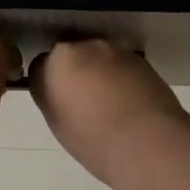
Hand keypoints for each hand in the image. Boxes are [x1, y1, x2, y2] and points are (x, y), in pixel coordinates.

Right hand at [30, 38, 189, 185]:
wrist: (149, 143)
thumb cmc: (95, 141)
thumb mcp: (59, 124)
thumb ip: (53, 98)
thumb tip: (61, 91)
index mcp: (57, 62)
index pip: (41, 65)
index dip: (49, 84)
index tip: (59, 102)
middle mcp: (84, 46)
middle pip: (71, 54)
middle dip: (75, 71)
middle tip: (84, 102)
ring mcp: (114, 50)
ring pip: (98, 57)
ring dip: (99, 71)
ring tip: (111, 104)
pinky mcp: (140, 59)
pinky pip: (121, 65)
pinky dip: (122, 77)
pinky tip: (130, 103)